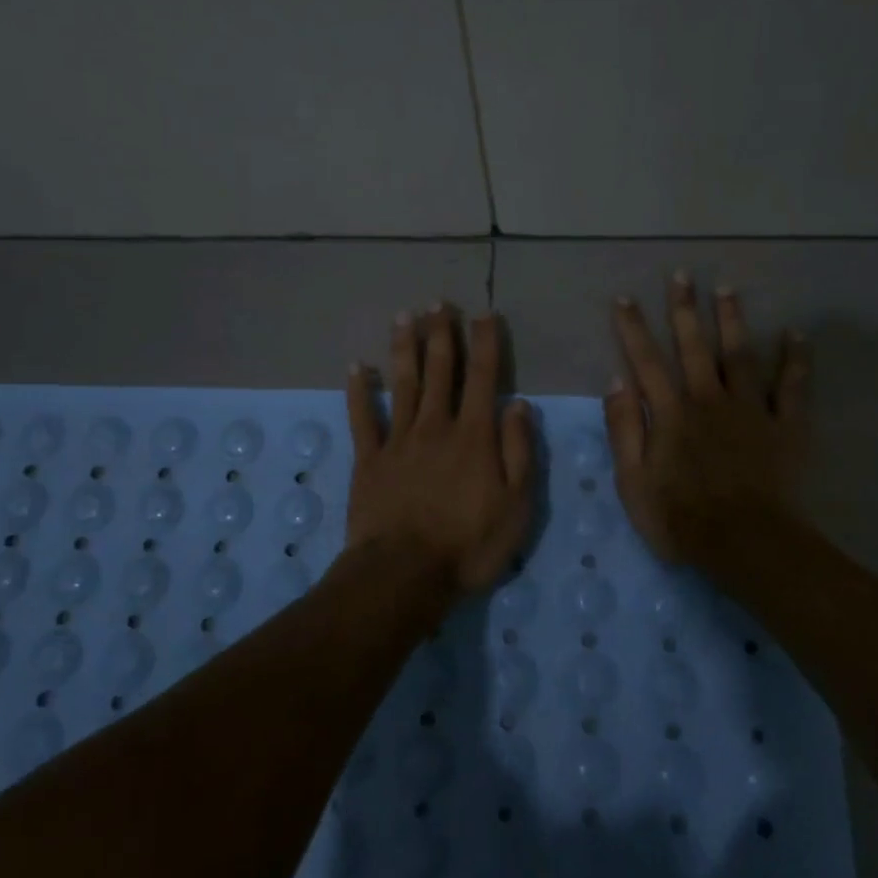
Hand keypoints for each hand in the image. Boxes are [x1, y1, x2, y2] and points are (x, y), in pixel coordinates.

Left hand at [344, 307, 535, 594]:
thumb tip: (519, 405)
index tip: (485, 315)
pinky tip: (357, 367)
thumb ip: (519, 452)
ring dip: (405, 348)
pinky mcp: (369, 460)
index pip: (483, 378)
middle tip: (439, 303)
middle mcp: (436, 427)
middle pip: (439, 371)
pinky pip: (363, 418)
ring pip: (402, 384)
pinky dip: (359, 391)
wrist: (404, 574)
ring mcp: (398, 441)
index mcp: (474, 436)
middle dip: (442, 334)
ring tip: (405, 316)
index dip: (485, 344)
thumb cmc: (468, 544)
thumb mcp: (516, 505)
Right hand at [605, 273, 811, 566]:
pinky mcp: (785, 427)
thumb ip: (623, 430)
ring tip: (727, 288)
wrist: (746, 544)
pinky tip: (796, 334)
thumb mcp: (633, 482)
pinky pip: (792, 387)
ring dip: (732, 320)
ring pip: (740, 355)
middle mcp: (709, 400)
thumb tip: (616, 382)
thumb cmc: (681, 519)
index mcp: (671, 413)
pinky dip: (795, 360)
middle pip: (694, 347)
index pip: (646, 362)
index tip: (624, 298)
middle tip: (682, 275)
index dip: (633, 329)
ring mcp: (750, 410)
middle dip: (685, 310)